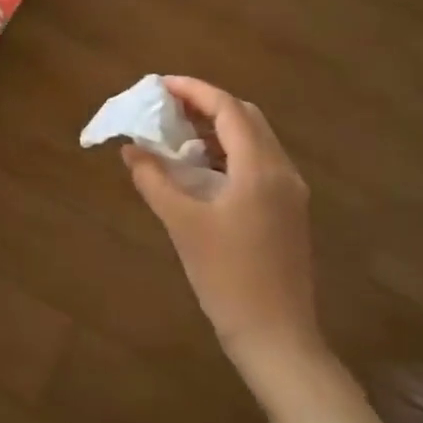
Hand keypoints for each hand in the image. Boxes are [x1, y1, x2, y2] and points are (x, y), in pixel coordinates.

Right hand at [122, 77, 325, 373]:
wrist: (277, 338)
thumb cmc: (228, 277)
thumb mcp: (183, 225)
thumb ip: (154, 180)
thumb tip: (132, 149)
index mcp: (260, 168)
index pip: (228, 109)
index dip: (194, 90)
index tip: (161, 84)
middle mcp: (282, 171)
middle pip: (246, 118)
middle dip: (207, 104)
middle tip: (168, 107)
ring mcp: (290, 193)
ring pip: (254, 140)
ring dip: (218, 128)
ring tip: (178, 133)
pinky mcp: (287, 212)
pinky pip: (258, 163)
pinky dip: (228, 152)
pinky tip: (201, 168)